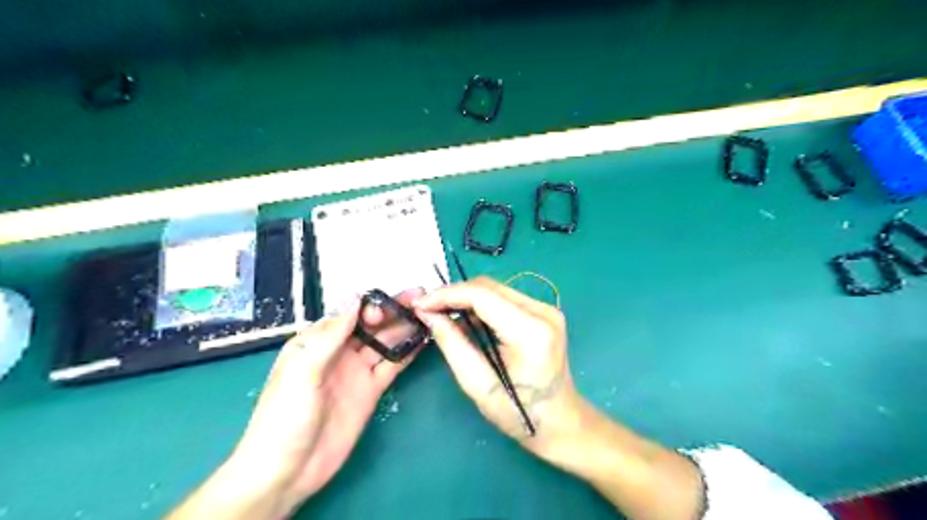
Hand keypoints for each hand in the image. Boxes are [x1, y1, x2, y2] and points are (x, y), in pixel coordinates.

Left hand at [229, 288, 425, 516]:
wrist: (287, 471)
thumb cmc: (284, 416)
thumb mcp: (303, 371)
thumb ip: (331, 336)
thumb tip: (355, 299)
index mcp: (316, 342)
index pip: (349, 315)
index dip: (370, 307)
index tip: (387, 308)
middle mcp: (339, 352)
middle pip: (371, 326)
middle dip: (393, 311)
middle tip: (420, 299)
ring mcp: (356, 371)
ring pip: (384, 343)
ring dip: (404, 328)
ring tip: (428, 314)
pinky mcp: (370, 391)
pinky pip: (391, 366)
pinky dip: (407, 353)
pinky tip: (423, 340)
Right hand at [415, 279, 584, 460]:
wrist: (562, 422)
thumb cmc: (520, 413)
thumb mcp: (478, 384)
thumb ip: (452, 344)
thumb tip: (427, 313)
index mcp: (531, 332)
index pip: (482, 295)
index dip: (446, 294)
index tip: (419, 304)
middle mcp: (543, 311)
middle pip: (489, 287)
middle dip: (453, 294)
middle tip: (427, 310)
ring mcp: (546, 309)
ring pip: (495, 289)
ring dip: (466, 299)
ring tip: (442, 315)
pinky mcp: (544, 312)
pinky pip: (504, 298)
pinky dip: (481, 305)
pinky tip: (467, 320)